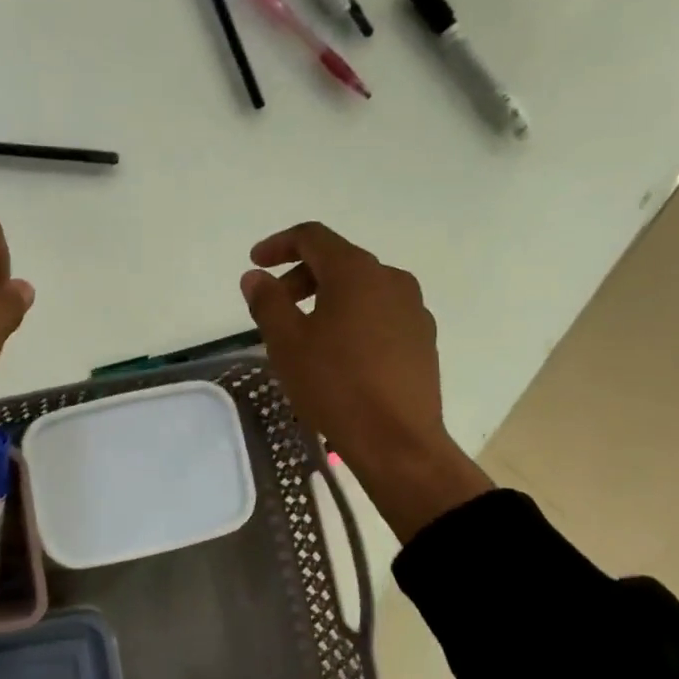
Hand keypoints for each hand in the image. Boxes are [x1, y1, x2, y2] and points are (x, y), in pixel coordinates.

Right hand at [240, 222, 491, 542]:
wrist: (398, 441)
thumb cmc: (334, 385)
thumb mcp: (286, 343)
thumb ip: (267, 301)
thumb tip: (256, 277)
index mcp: (356, 272)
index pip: (313, 237)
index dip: (279, 244)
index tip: (255, 263)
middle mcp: (391, 280)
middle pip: (338, 262)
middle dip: (300, 276)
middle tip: (274, 305)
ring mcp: (413, 309)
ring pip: (361, 289)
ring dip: (327, 298)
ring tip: (305, 333)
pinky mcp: (422, 339)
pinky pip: (380, 314)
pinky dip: (353, 319)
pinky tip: (339, 354)